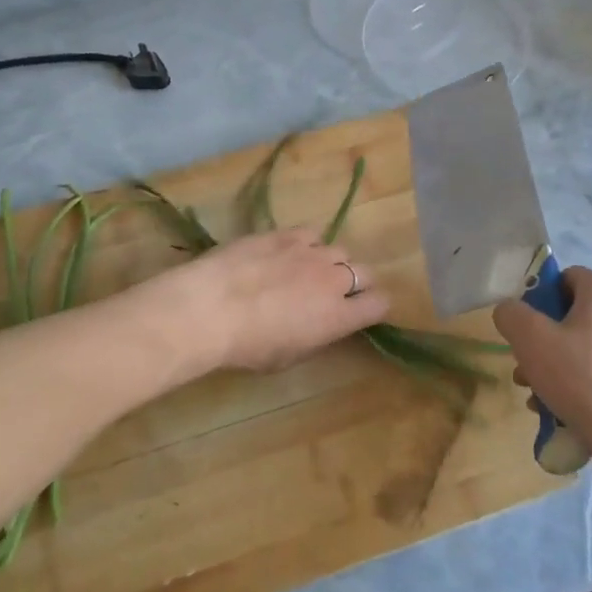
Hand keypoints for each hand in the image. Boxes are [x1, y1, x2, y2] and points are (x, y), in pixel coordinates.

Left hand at [163, 229, 390, 373]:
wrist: (211, 308)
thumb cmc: (247, 346)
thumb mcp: (287, 357)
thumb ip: (315, 337)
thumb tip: (322, 325)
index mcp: (338, 317)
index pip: (380, 304)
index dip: (374, 307)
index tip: (361, 311)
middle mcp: (333, 280)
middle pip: (365, 272)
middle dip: (356, 282)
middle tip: (333, 293)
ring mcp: (311, 252)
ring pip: (339, 250)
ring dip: (329, 262)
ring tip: (306, 271)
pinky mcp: (286, 233)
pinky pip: (311, 234)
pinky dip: (306, 244)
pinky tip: (287, 253)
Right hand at [492, 267, 591, 454]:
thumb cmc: (579, 377)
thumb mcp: (530, 339)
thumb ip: (511, 314)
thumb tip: (511, 311)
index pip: (565, 277)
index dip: (539, 299)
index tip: (525, 330)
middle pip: (572, 314)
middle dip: (543, 340)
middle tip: (525, 367)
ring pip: (584, 344)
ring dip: (555, 364)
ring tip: (537, 395)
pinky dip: (579, 381)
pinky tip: (561, 408)